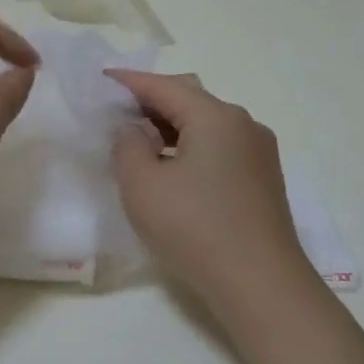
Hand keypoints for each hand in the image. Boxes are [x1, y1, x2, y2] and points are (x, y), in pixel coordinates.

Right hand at [107, 71, 313, 312]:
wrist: (259, 283)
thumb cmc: (194, 228)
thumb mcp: (142, 185)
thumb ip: (127, 146)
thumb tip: (134, 130)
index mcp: (216, 117)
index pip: (164, 86)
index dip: (129, 82)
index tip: (101, 80)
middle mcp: (243, 125)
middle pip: (190, 100)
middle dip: (151, 101)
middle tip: (114, 111)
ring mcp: (258, 152)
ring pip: (206, 125)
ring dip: (170, 127)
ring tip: (137, 140)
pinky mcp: (262, 179)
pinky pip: (219, 148)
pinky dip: (190, 147)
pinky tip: (170, 167)